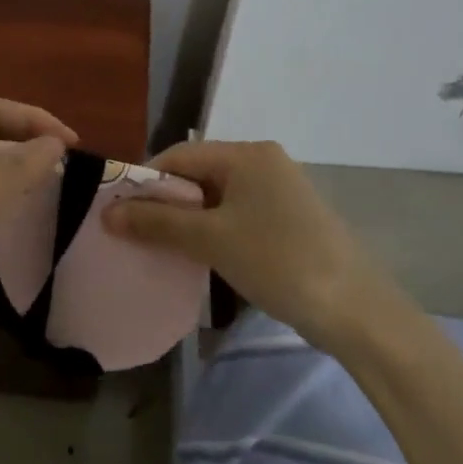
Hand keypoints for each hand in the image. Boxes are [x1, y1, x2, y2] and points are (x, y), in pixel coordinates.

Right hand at [103, 139, 402, 354]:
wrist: (355, 309)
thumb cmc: (277, 261)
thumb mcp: (211, 240)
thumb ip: (157, 223)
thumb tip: (107, 213)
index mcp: (247, 154)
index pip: (179, 156)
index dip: (144, 181)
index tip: (117, 212)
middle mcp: (263, 162)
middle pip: (198, 174)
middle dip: (164, 203)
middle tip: (134, 234)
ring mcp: (279, 191)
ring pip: (216, 198)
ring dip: (186, 220)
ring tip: (160, 248)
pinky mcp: (288, 219)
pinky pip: (236, 215)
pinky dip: (212, 231)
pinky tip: (198, 255)